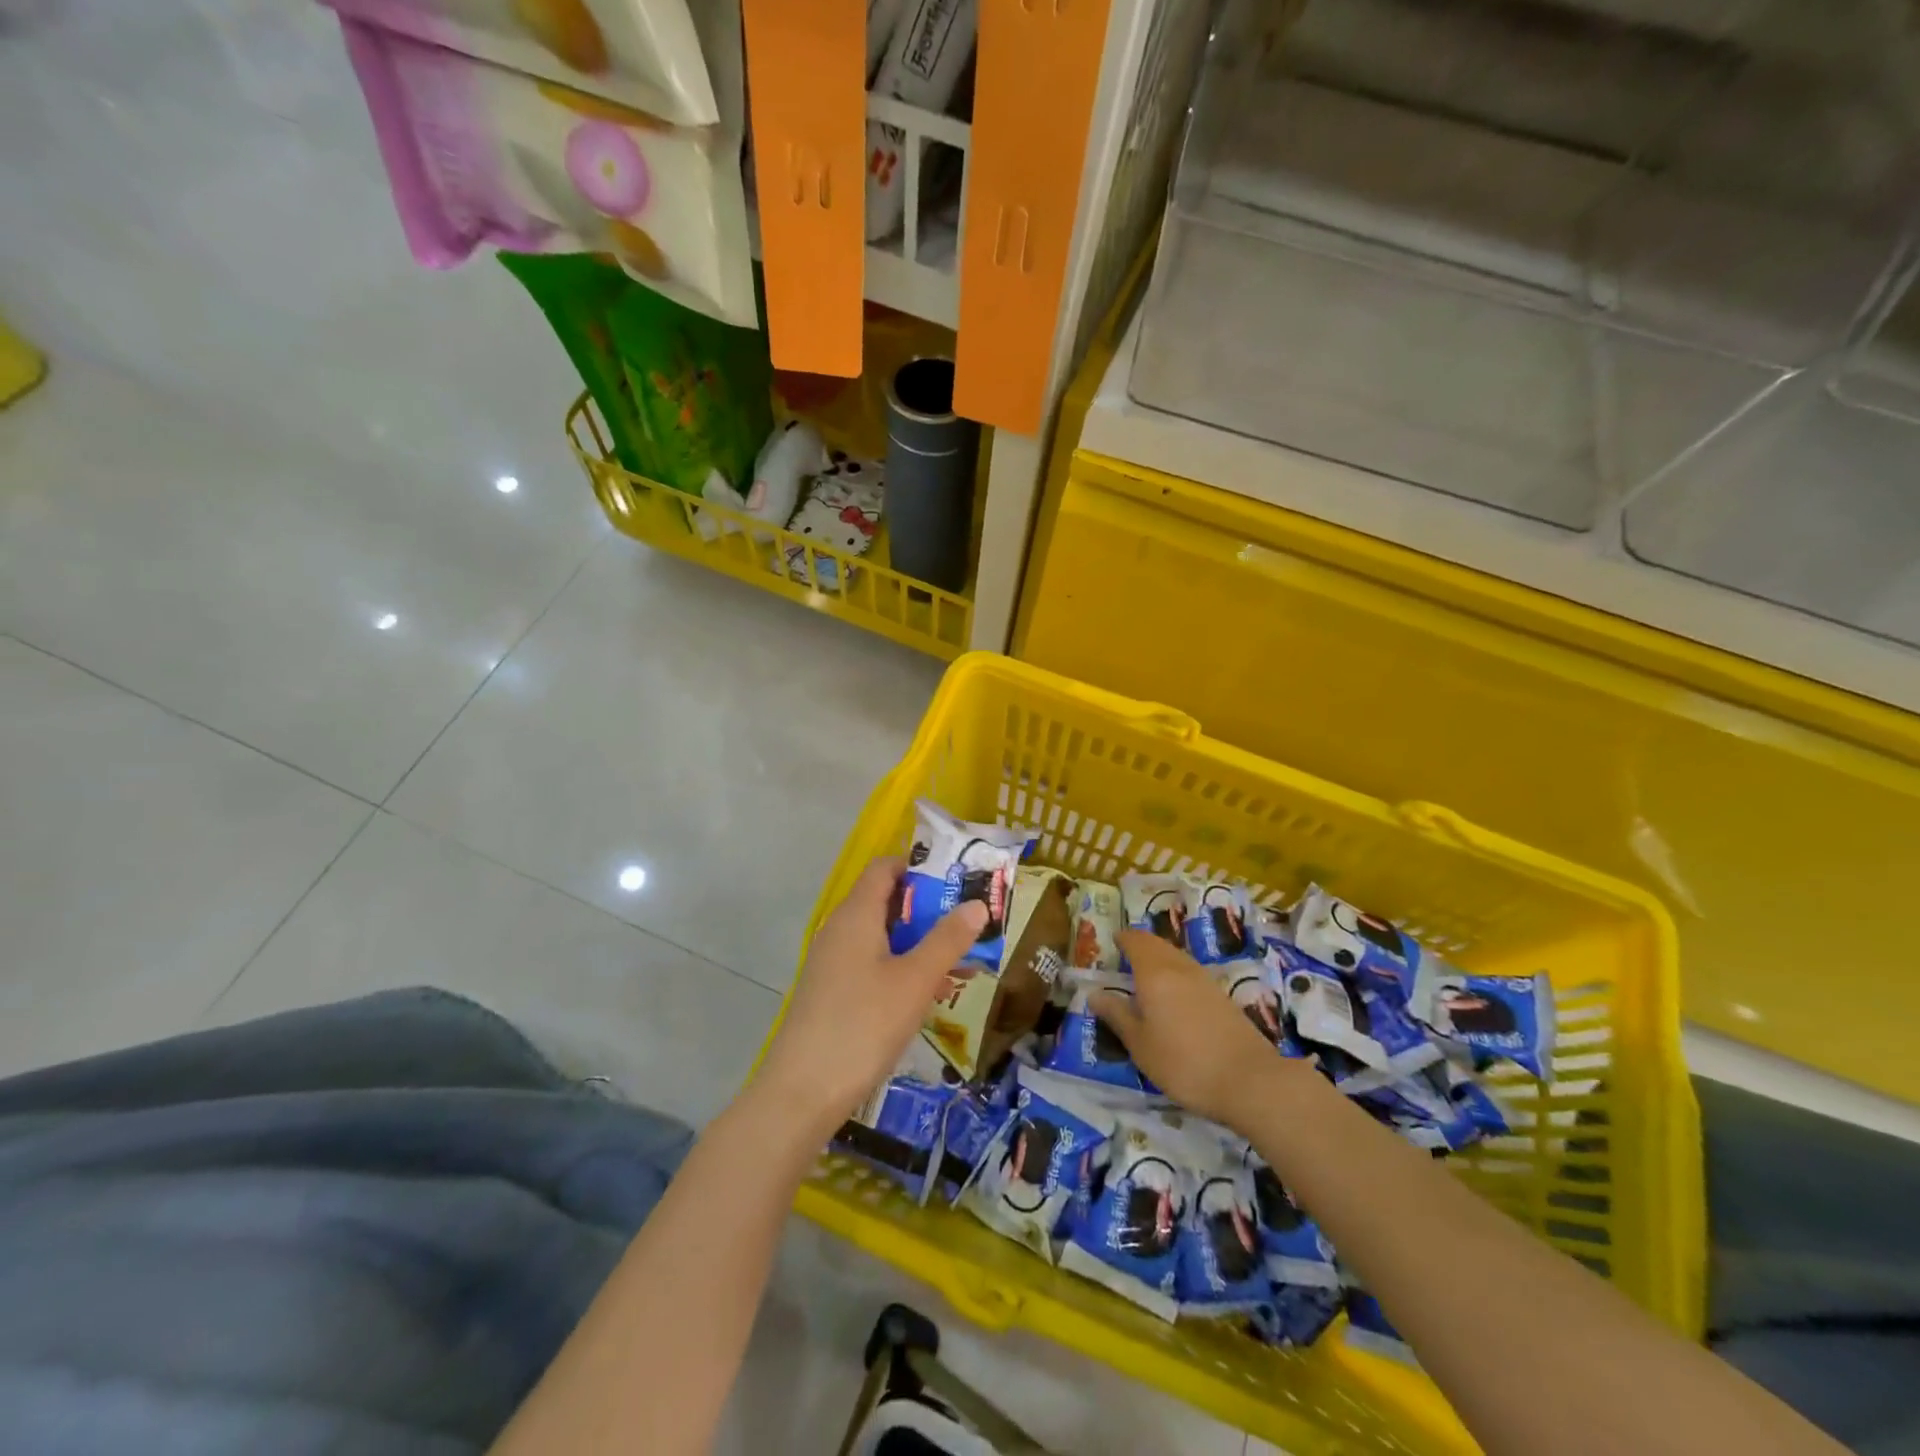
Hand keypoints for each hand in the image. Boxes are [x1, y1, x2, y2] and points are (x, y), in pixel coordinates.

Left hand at [754, 857, 986, 1135]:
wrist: (802, 1093)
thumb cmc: (863, 1025)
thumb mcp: (915, 980)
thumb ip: (947, 940)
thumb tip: (976, 903)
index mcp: (856, 915)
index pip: (885, 867)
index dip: (920, 867)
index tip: (958, 881)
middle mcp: (840, 930)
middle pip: (886, 901)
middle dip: (929, 910)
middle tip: (969, 924)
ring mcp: (832, 962)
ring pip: (882, 937)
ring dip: (919, 943)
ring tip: (961, 962)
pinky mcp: (831, 992)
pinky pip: (872, 964)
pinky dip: (901, 968)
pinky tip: (928, 994)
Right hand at [1091, 931, 1295, 1130]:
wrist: (1250, 1081)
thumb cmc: (1183, 1063)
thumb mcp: (1140, 1045)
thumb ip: (1117, 1015)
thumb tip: (1094, 993)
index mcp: (1154, 973)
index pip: (1136, 941)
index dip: (1122, 938)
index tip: (1111, 941)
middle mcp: (1180, 967)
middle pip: (1157, 944)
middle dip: (1140, 945)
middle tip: (1124, 956)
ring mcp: (1205, 980)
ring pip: (1176, 956)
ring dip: (1159, 957)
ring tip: (1145, 974)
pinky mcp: (1222, 996)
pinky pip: (1191, 972)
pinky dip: (1176, 973)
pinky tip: (1174, 995)